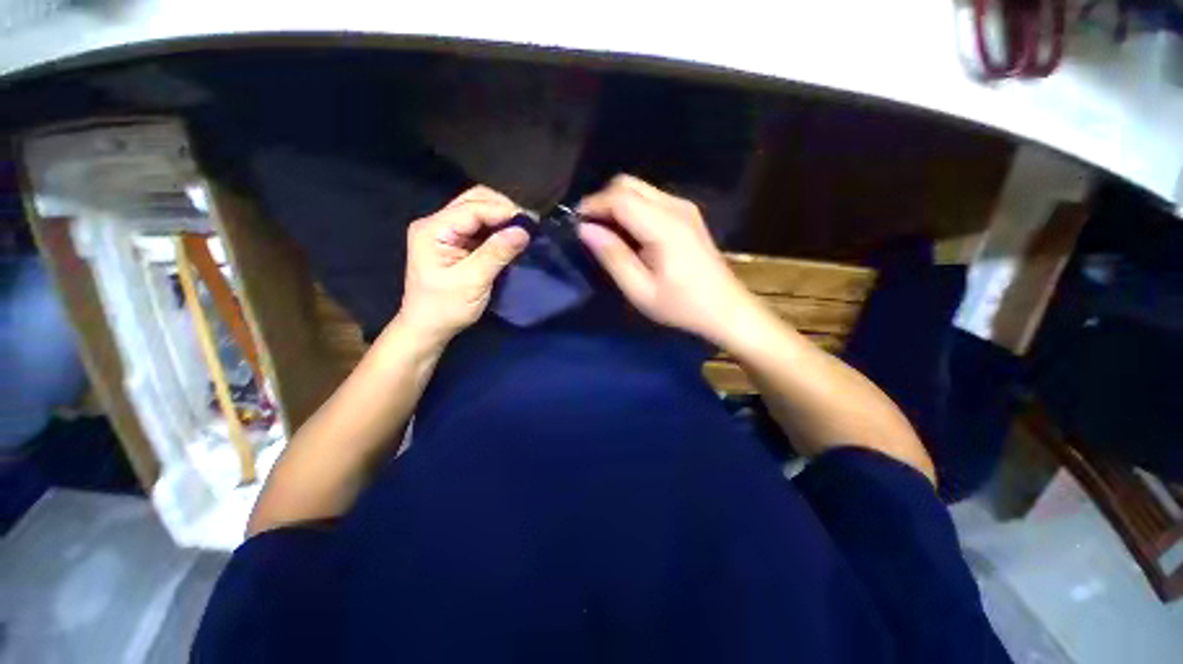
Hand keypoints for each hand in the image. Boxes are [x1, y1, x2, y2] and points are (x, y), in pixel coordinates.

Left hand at [396, 186, 529, 345]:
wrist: (428, 327)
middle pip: (474, 201)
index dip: (504, 211)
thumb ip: (497, 253)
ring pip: (478, 210)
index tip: (532, 221)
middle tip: (530, 224)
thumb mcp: (473, 281)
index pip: (473, 207)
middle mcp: (437, 223)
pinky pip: (479, 226)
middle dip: (504, 209)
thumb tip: (524, 230)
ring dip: (502, 218)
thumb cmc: (446, 308)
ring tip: (525, 228)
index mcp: (433, 229)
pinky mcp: (455, 242)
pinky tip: (512, 235)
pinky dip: (497, 228)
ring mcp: (445, 231)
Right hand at [576, 175, 757, 344]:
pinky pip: (651, 199)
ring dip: (616, 204)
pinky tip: (629, 234)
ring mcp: (684, 207)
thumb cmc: (682, 305)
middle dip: (602, 200)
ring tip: (606, 233)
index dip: (593, 205)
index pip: (620, 198)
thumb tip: (585, 229)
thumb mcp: (640, 290)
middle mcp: (675, 207)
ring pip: (639, 189)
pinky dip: (631, 209)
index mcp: (664, 226)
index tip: (575, 224)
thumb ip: (613, 257)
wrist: (725, 308)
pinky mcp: (687, 214)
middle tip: (590, 229)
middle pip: (628, 184)